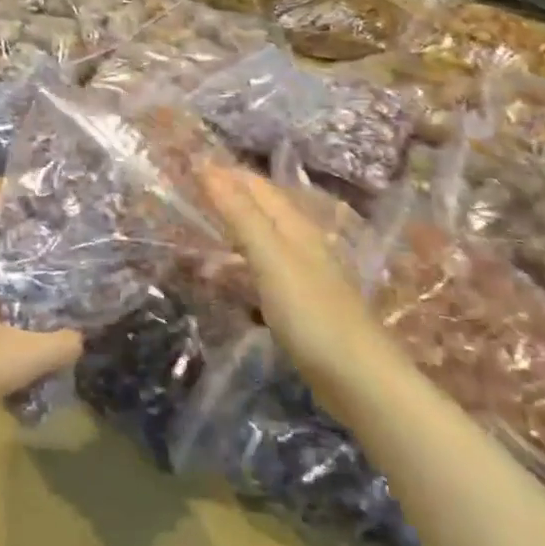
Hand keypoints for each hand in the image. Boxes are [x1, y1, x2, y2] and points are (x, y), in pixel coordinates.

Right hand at [200, 167, 372, 386]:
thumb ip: (239, 213)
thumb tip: (207, 166)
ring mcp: (304, 274)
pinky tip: (227, 279)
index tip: (187, 166)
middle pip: (260, 208)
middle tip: (186, 195)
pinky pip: (263, 270)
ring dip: (231, 231)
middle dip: (227, 197)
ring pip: (261, 239)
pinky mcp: (301, 304)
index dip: (224, 172)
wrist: (359, 379)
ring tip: (197, 234)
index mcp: (295, 225)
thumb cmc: (311, 312)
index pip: (255, 185)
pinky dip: (240, 265)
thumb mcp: (270, 256)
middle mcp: (302, 242)